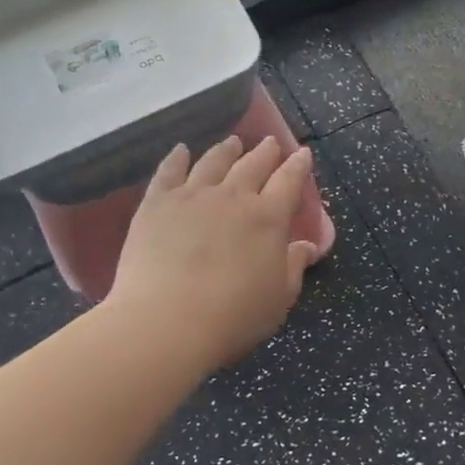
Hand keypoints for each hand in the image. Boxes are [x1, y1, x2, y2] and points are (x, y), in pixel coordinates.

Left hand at [108, 135, 319, 368]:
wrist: (166, 321)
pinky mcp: (157, 203)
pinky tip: (181, 150)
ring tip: (233, 142)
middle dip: (265, 152)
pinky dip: (177, 158)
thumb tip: (307, 246)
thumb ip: (294, 267)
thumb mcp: (278, 298)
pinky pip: (169, 171)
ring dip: (226, 150)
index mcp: (268, 217)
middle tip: (271, 143)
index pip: (289, 181)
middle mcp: (233, 196)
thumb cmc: (232, 317)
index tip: (302, 153)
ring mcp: (192, 195)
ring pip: (213, 161)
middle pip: (253, 164)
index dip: (298, 166)